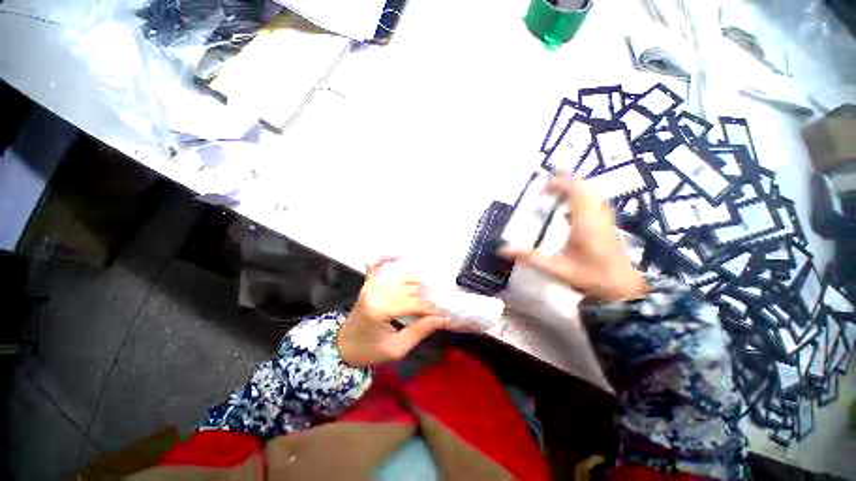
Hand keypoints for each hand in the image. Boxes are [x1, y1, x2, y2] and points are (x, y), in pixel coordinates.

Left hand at [337, 258, 449, 366]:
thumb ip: (419, 331)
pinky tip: (399, 255)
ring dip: (417, 281)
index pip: (414, 302)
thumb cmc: (369, 350)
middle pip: (411, 287)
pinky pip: (377, 264)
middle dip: (427, 295)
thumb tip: (442, 318)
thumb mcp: (396, 349)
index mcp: (380, 309)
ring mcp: (371, 284)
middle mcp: (376, 291)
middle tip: (438, 304)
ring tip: (427, 292)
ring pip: (403, 275)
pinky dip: (387, 257)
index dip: (431, 308)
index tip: (443, 314)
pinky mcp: (368, 282)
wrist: (343, 346)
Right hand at [499, 176, 648, 301]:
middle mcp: (597, 216)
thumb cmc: (590, 277)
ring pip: (592, 193)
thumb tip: (503, 249)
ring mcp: (605, 219)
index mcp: (585, 223)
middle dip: (566, 181)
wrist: (623, 288)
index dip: (559, 184)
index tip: (542, 188)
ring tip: (557, 191)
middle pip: (585, 187)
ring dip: (575, 188)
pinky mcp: (608, 224)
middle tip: (547, 184)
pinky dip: (582, 197)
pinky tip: (570, 208)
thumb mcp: (556, 268)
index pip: (576, 191)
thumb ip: (530, 257)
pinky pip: (595, 201)